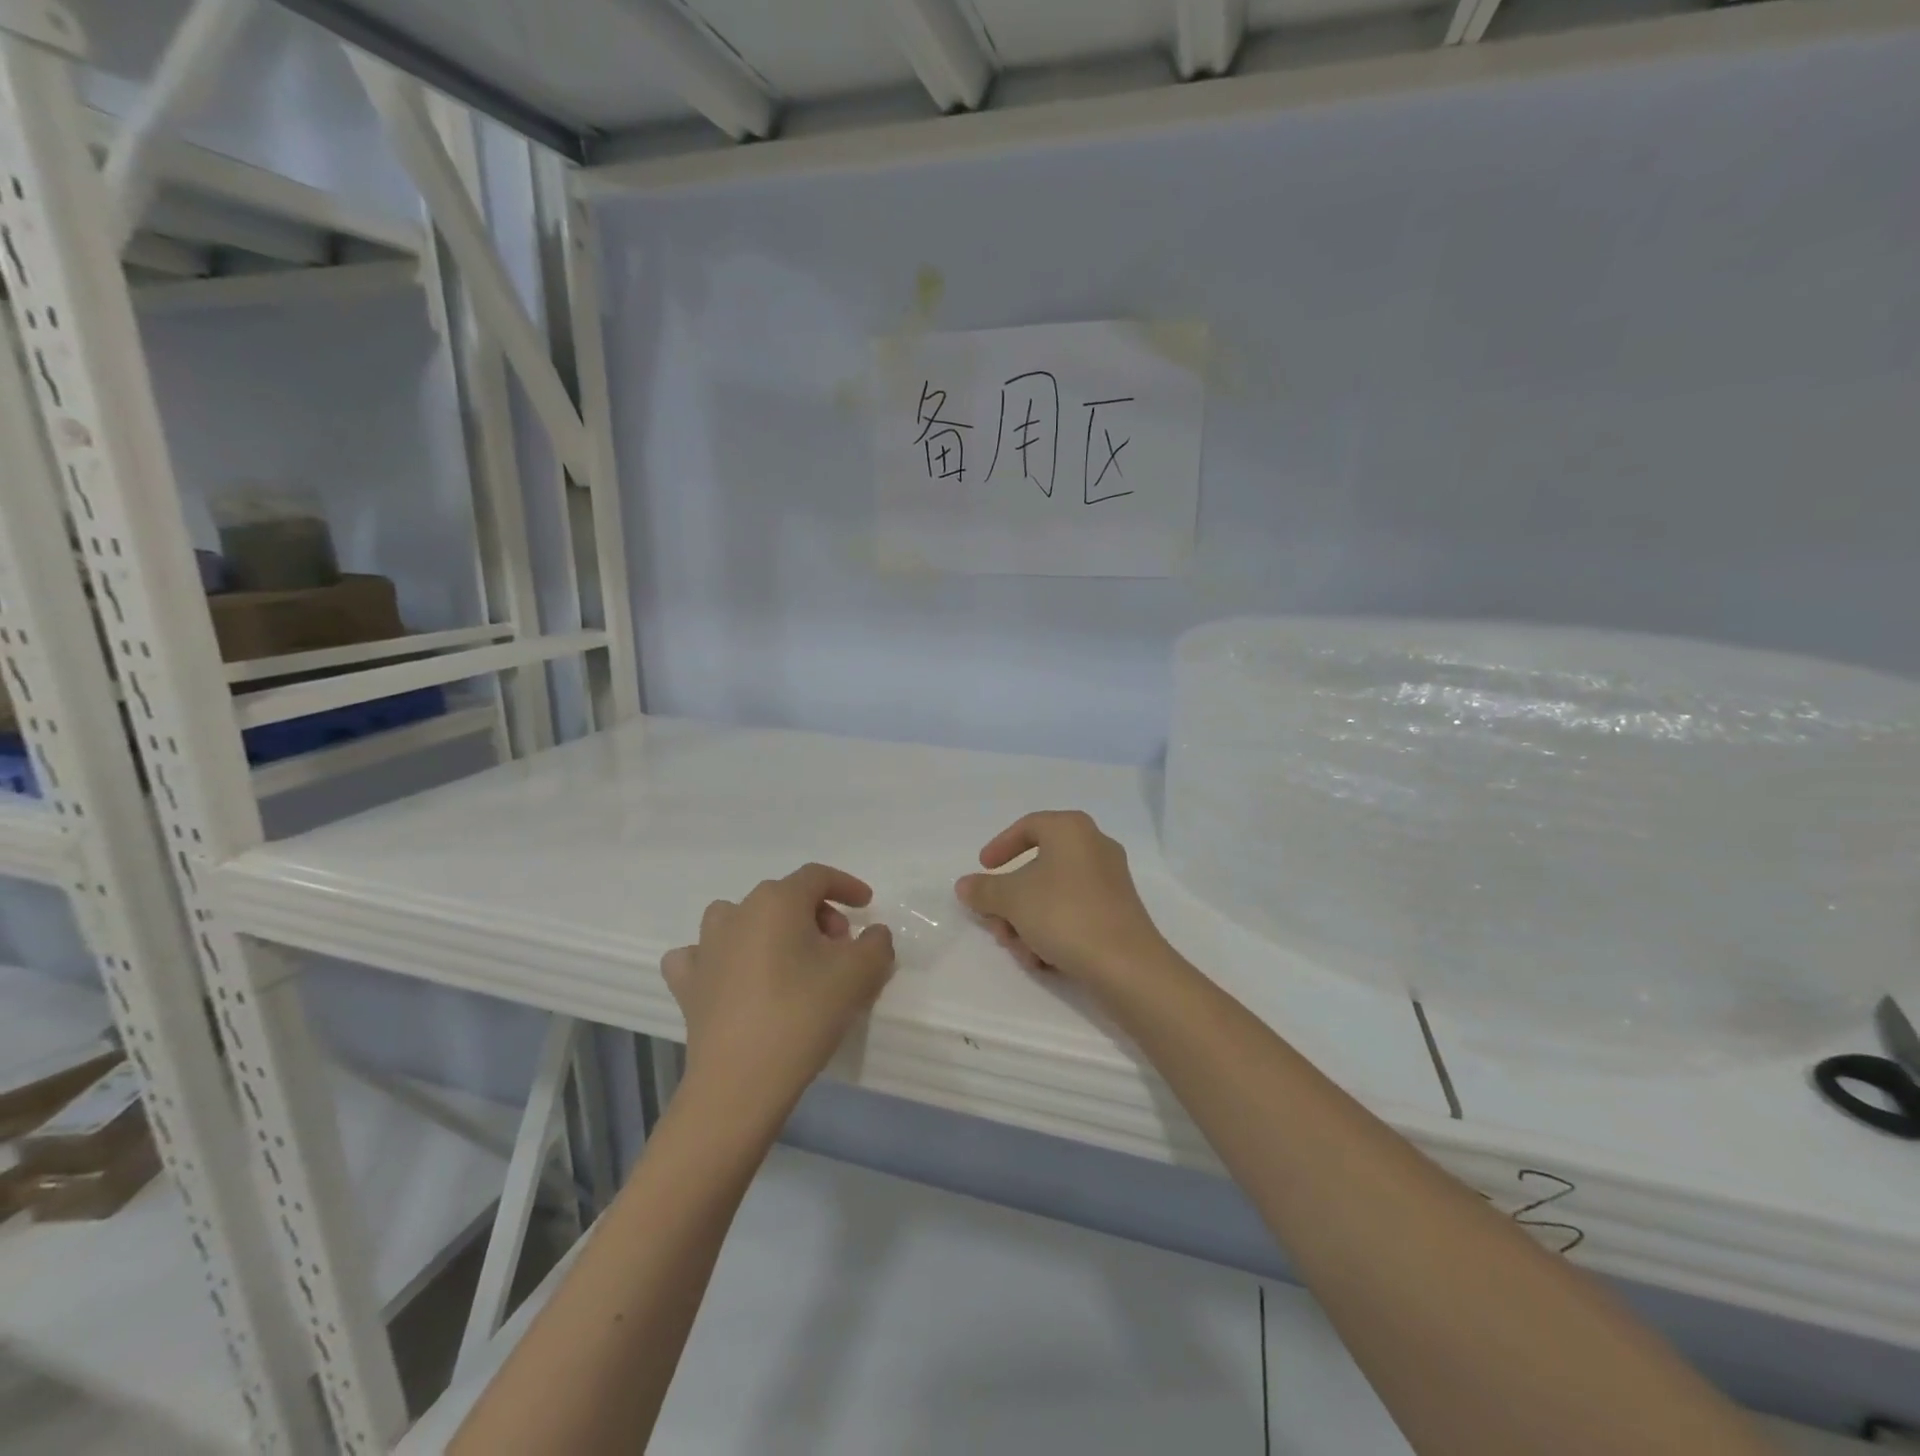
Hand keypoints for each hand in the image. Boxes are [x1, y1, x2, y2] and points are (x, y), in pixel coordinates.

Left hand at [662, 864, 894, 1119]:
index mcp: (778, 901)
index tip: (866, 906)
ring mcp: (705, 947)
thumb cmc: (803, 1014)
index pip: (817, 876)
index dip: (846, 886)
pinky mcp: (686, 983)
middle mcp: (737, 912)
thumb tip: (872, 934)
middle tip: (839, 947)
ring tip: (790, 960)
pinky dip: (721, 958)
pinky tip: (733, 977)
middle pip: (784, 897)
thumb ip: (876, 943)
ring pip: (740, 918)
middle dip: (817, 914)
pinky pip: (701, 955)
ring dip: (769, 929)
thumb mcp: (859, 974)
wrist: (741, 1081)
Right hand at [954, 810, 1171, 993]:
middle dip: (1010, 901)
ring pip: (1053, 896)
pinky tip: (1043, 960)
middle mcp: (1094, 847)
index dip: (1000, 846)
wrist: (1125, 964)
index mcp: (1071, 830)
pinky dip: (1053, 932)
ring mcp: (1109, 881)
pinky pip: (1073, 914)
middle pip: (1038, 867)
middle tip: (995, 924)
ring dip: (1027, 923)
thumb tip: (965, 885)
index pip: (1028, 826)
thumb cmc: (1063, 914)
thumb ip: (983, 890)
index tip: (984, 868)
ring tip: (1019, 950)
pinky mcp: (1117, 913)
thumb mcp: (1011, 899)